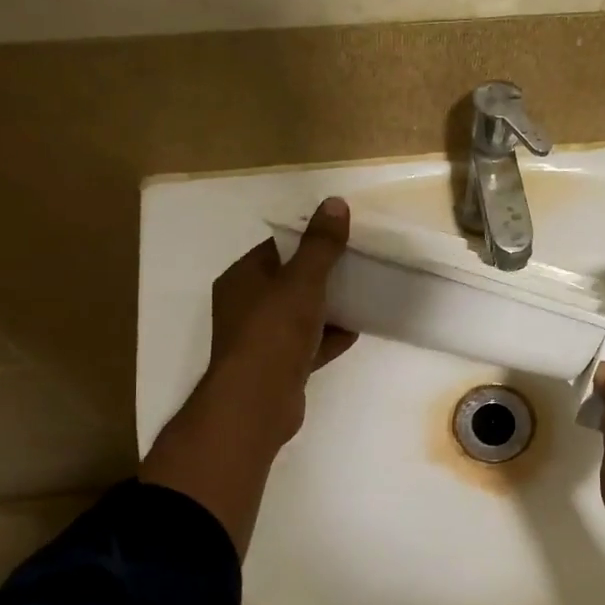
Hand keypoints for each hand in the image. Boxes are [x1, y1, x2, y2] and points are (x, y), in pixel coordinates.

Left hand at [203, 197, 357, 449]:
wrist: (257, 402)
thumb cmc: (274, 333)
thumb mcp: (302, 281)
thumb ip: (320, 245)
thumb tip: (335, 202)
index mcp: (242, 279)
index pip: (276, 249)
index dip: (307, 241)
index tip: (341, 238)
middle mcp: (245, 307)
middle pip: (288, 282)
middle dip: (321, 275)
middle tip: (356, 266)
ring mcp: (260, 340)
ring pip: (298, 315)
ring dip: (327, 308)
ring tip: (361, 296)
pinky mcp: (277, 368)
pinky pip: (306, 345)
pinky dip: (328, 338)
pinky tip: (354, 332)